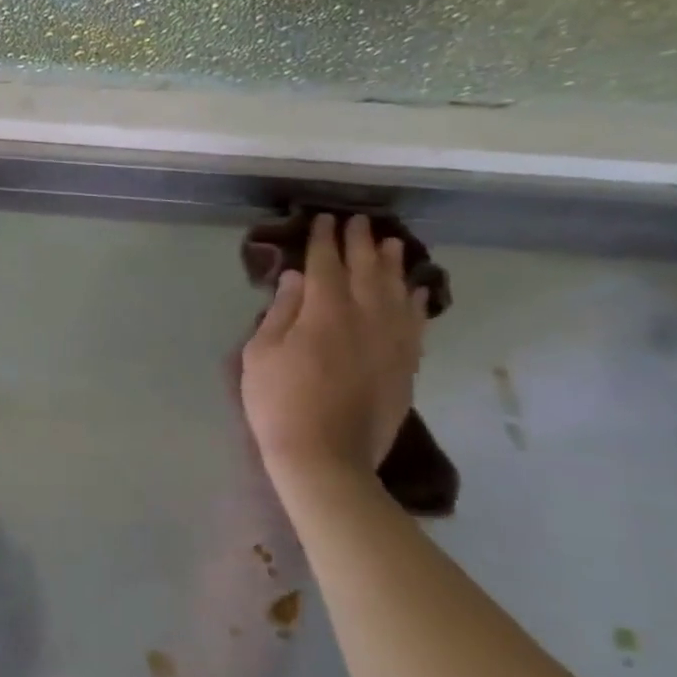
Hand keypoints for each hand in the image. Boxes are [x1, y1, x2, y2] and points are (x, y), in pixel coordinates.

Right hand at [241, 215, 428, 481]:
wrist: (326, 457)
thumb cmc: (279, 403)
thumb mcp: (261, 354)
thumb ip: (280, 312)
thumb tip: (297, 278)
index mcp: (324, 313)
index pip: (326, 265)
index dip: (324, 240)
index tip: (324, 220)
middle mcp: (364, 318)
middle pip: (366, 271)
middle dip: (361, 243)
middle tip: (359, 222)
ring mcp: (391, 342)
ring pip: (396, 292)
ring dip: (393, 265)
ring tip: (392, 244)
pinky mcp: (405, 366)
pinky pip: (415, 323)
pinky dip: (415, 302)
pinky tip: (415, 291)